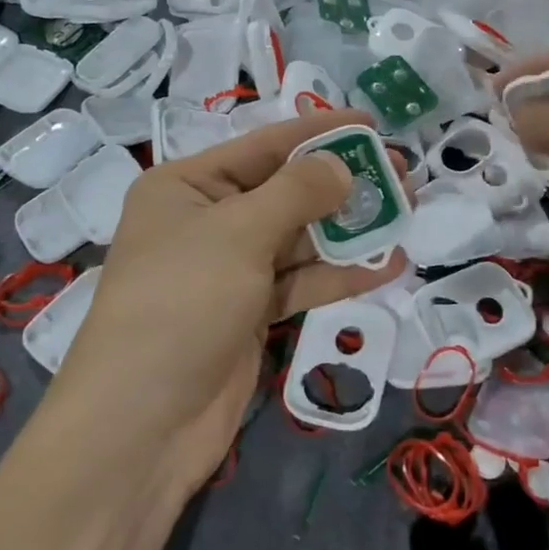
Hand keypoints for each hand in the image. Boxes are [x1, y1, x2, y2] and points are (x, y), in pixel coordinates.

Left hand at [53, 110, 406, 495]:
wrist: (142, 426)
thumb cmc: (182, 304)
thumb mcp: (238, 234)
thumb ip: (297, 193)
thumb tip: (341, 165)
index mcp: (187, 186)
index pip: (263, 146)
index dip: (319, 133)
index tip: (372, 124)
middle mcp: (207, 221)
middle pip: (285, 190)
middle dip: (342, 182)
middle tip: (401, 172)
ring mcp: (230, 270)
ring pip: (299, 238)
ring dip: (349, 229)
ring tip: (406, 212)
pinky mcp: (250, 312)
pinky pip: (301, 281)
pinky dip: (340, 274)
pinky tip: (387, 266)